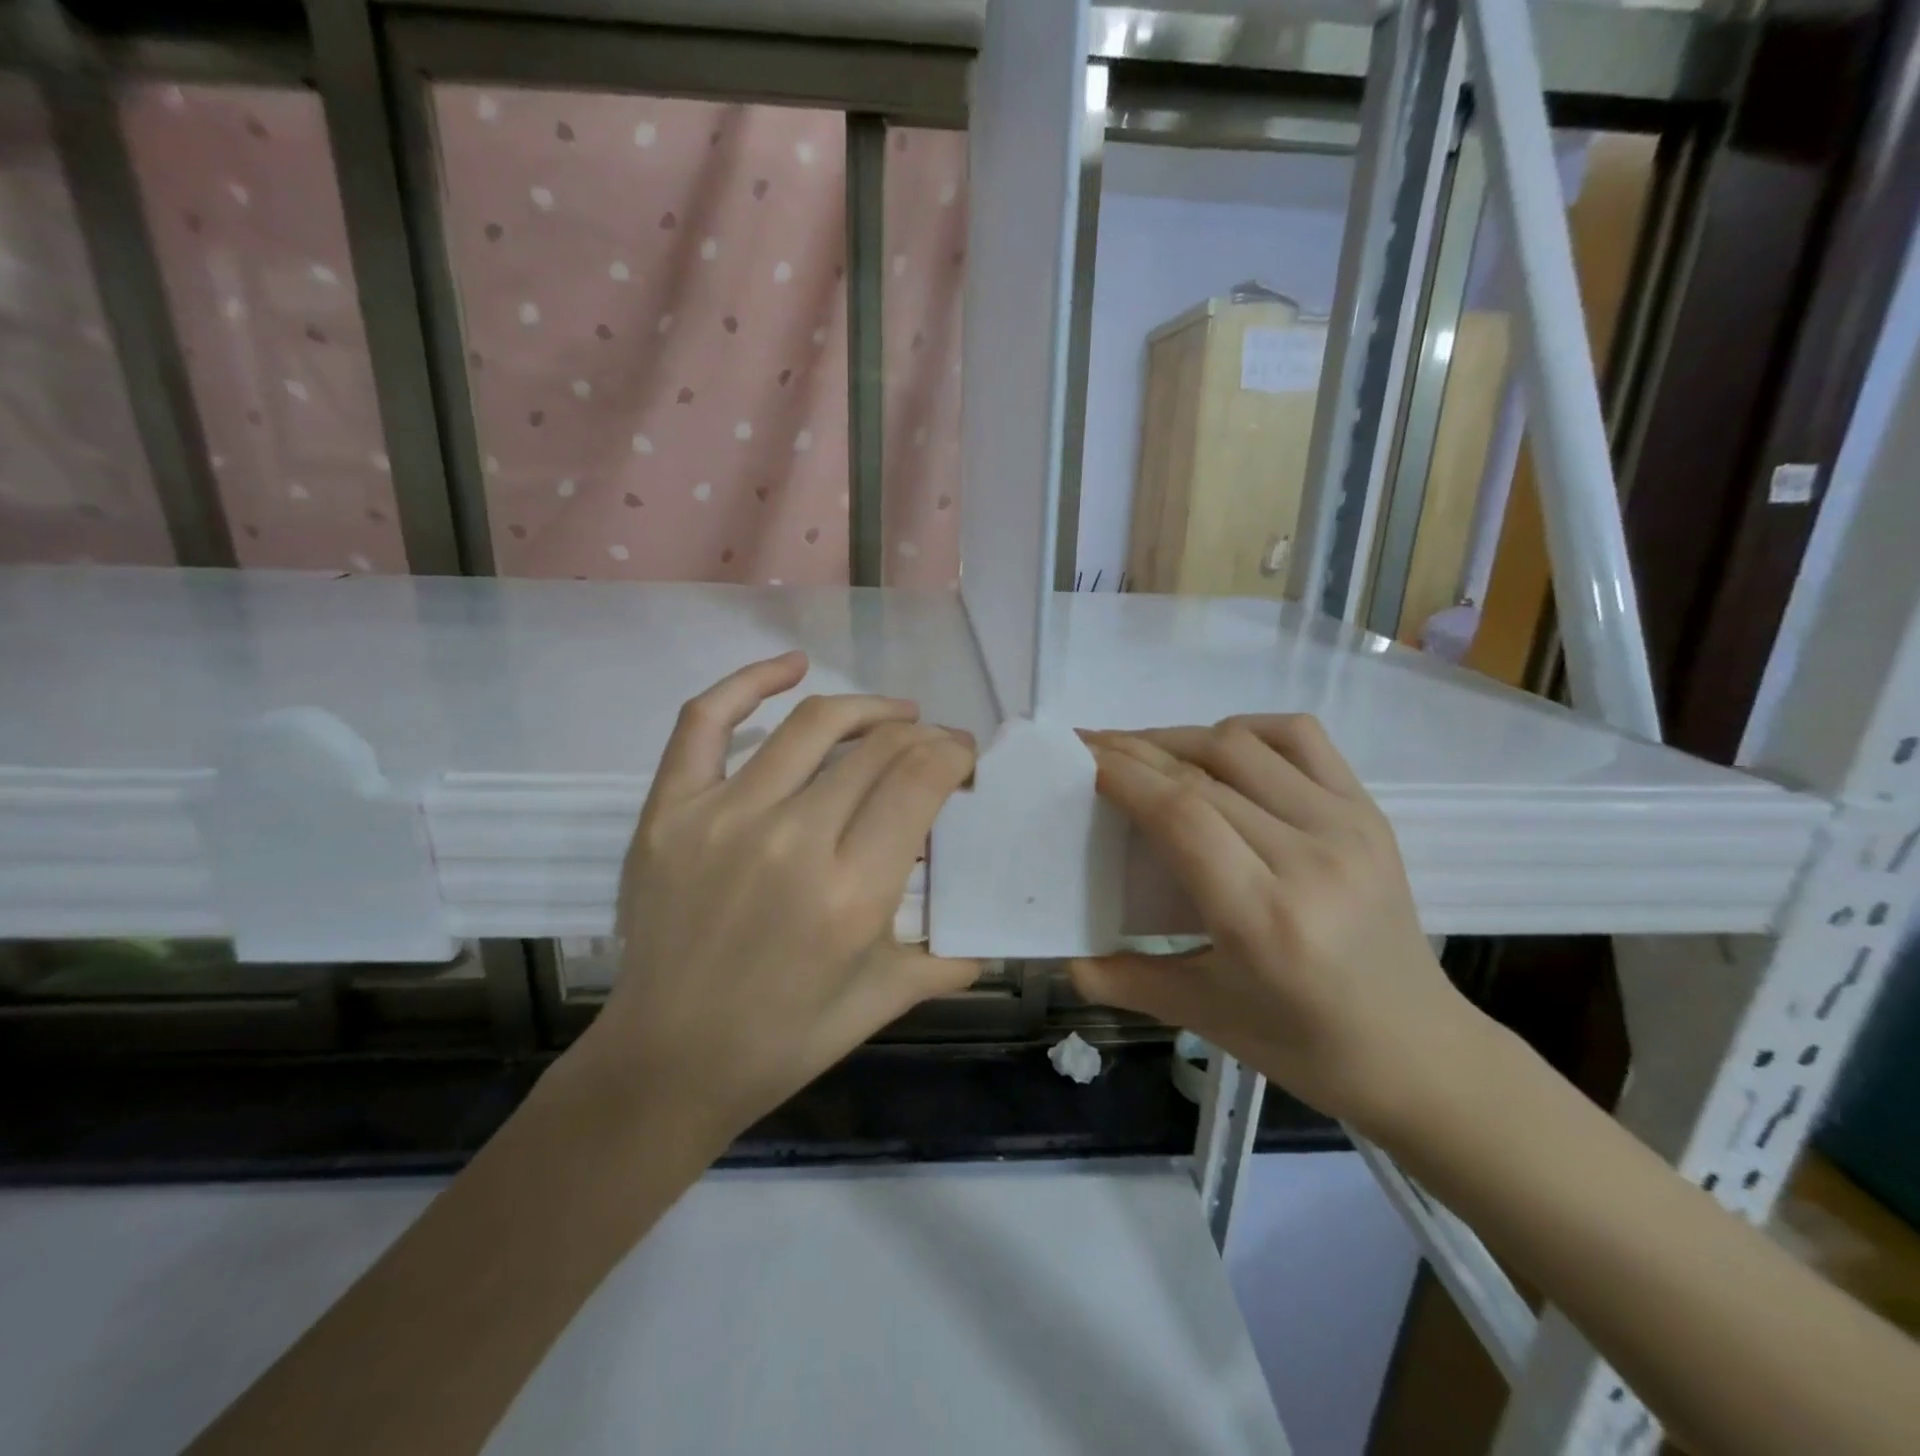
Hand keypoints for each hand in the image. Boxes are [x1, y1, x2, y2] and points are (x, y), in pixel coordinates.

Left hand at [568, 652, 978, 1146]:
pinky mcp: (669, 810)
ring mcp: (723, 817)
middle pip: (878, 748)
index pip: (921, 779)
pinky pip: (706, 721)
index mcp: (852, 893)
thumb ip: (945, 958)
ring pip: (813, 724)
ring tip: (893, 714)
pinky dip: (750, 681)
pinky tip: (792, 666)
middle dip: (923, 735)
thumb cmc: (783, 1040)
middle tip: (935, 745)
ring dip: (868, 708)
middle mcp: (792, 840)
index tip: (964, 758)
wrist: (666, 1063)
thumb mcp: (880, 1001)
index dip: (954, 753)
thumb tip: (988, 933)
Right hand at [1073, 717, 1478, 1137]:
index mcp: (1264, 918)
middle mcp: (1309, 858)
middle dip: (1135, 751)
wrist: (1419, 1051)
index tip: (1079, 757)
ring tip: (1142, 751)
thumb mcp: (1205, 1016)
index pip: (1180, 814)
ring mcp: (1346, 827)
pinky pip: (1299, 738)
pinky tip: (1217, 748)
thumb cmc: (1304, 1044)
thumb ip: (1126, 980)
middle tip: (1090, 747)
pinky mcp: (1368, 812)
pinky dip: (1246, 730)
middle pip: (1202, 772)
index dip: (1123, 774)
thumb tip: (1064, 959)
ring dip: (1180, 737)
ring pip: (1242, 745)